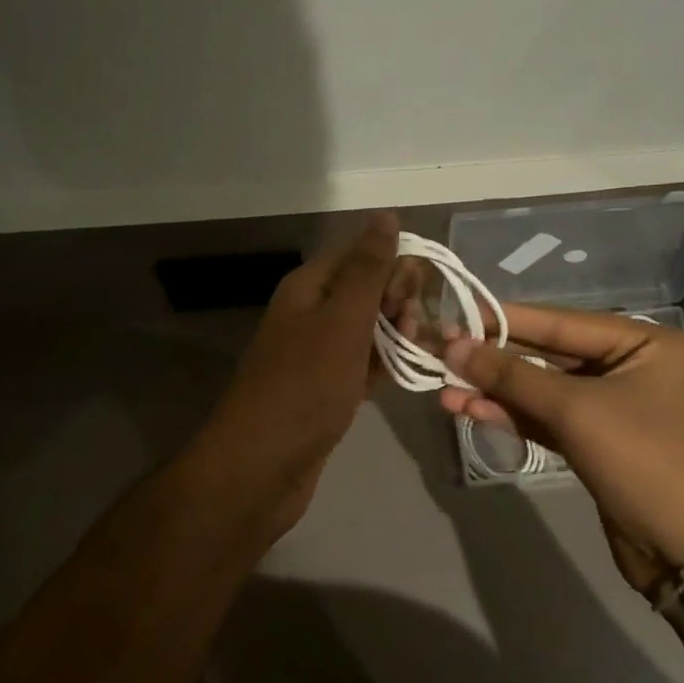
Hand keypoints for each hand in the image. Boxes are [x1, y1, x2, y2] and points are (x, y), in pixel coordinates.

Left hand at [192, 213, 398, 534]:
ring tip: (417, 353)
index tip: (422, 293)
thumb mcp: (342, 321)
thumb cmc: (305, 387)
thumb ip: (367, 270)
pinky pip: (361, 364)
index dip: (395, 264)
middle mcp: (309, 313)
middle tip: (414, 330)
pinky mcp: (324, 389)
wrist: (261, 467)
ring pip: (366, 329)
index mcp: (308, 287)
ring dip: (396, 335)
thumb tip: (386, 215)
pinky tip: (405, 374)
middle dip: (398, 301)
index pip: (359, 253)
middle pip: (364, 289)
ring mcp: (316, 353)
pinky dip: (383, 365)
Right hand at [441, 306, 683, 586]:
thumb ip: (511, 376)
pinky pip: (545, 418)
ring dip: (494, 391)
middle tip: (441, 353)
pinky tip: (469, 410)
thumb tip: (454, 345)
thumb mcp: (575, 410)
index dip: (503, 320)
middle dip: (494, 359)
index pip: (560, 321)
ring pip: (540, 390)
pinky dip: (510, 415)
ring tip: (443, 389)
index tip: (454, 315)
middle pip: (547, 354)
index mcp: (643, 343)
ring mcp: (610, 407)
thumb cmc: (643, 461)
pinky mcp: (594, 441)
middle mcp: (628, 367)